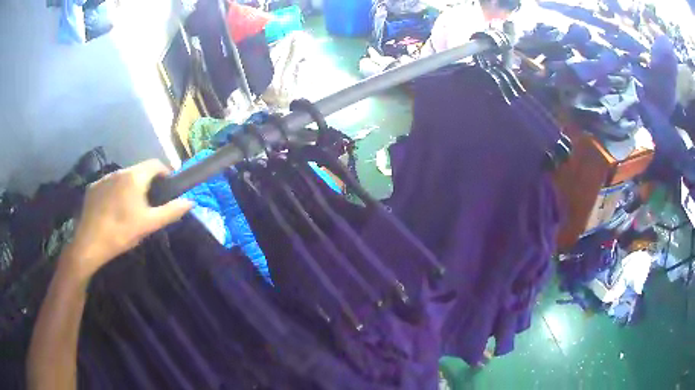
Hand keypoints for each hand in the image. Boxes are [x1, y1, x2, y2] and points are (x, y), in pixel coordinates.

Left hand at [65, 160, 192, 282]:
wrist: (89, 243)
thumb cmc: (121, 232)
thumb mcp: (149, 224)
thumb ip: (171, 211)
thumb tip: (190, 201)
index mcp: (134, 177)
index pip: (156, 164)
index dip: (165, 173)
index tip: (168, 188)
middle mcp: (119, 171)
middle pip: (139, 171)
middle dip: (148, 183)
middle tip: (150, 203)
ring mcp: (104, 178)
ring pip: (123, 178)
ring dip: (130, 187)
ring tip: (130, 208)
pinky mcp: (93, 188)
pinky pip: (109, 185)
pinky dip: (115, 192)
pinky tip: (113, 210)